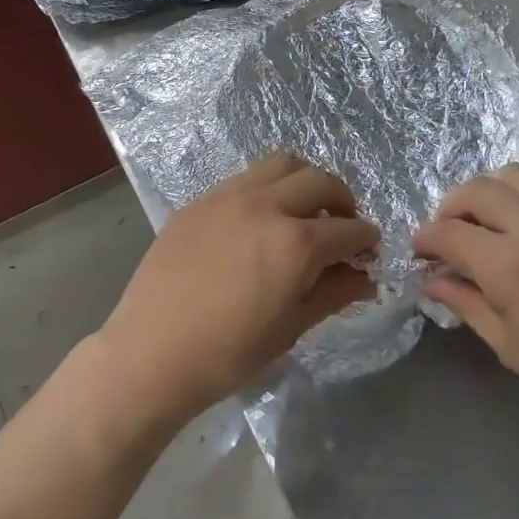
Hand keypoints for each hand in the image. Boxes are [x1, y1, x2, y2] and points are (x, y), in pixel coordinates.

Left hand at [97, 153, 378, 423]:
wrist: (150, 355)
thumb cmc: (227, 354)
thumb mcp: (290, 328)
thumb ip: (333, 293)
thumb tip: (365, 278)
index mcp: (295, 242)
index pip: (348, 228)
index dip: (366, 239)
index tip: (368, 250)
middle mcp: (265, 205)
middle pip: (319, 180)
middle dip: (342, 199)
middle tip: (342, 223)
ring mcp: (228, 196)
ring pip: (281, 163)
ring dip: (304, 180)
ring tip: (303, 208)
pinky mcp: (199, 200)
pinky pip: (244, 178)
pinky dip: (266, 188)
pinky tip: (258, 219)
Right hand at [412, 164, 518, 435]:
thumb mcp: (509, 346)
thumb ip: (466, 303)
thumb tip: (431, 281)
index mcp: (510, 264)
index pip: (450, 232)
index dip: (426, 239)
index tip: (419, 251)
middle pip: (478, 189)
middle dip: (451, 206)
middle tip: (447, 232)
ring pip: (515, 175)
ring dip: (488, 192)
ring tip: (484, 220)